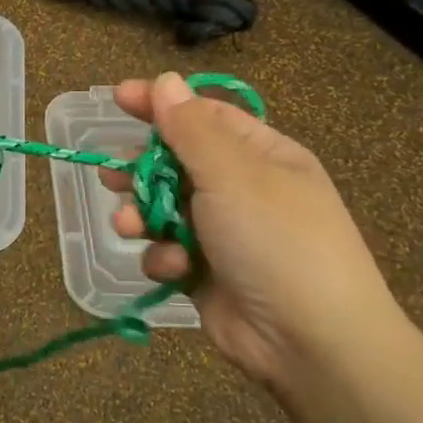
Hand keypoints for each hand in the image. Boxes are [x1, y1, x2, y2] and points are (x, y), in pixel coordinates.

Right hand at [103, 72, 402, 386]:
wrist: (310, 341)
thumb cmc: (276, 241)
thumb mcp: (233, 174)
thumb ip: (191, 129)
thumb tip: (166, 81)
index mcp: (261, 155)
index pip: (204, 115)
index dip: (161, 104)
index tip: (117, 98)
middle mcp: (242, 189)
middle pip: (176, 163)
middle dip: (142, 170)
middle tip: (112, 175)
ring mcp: (223, 233)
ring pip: (163, 209)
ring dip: (144, 216)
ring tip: (132, 226)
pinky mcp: (205, 272)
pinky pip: (168, 250)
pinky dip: (164, 257)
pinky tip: (174, 268)